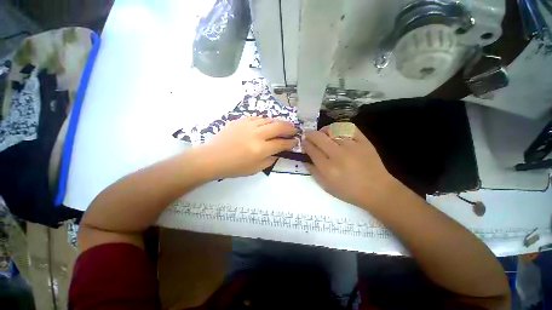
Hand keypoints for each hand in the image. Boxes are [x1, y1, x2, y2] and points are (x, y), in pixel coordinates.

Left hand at [196, 117, 297, 178]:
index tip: (296, 140)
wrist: (213, 157)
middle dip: (289, 127)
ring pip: (268, 120)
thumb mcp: (255, 169)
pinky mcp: (240, 121)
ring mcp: (248, 125)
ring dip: (278, 122)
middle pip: (278, 127)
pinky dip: (265, 121)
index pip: (281, 143)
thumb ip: (270, 160)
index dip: (291, 142)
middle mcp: (257, 134)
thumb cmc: (234, 167)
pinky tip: (266, 124)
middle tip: (294, 129)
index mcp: (261, 149)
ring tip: (282, 125)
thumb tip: (278, 152)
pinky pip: (257, 118)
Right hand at [303, 124, 400, 209]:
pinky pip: (350, 128)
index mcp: (328, 168)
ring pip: (333, 130)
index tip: (304, 142)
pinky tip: (337, 131)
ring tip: (323, 133)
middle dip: (310, 134)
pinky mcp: (364, 142)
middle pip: (319, 138)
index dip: (305, 144)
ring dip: (324, 130)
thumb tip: (305, 159)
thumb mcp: (327, 186)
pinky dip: (341, 127)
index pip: (312, 150)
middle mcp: (338, 155)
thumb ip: (314, 172)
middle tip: (308, 134)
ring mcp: (352, 146)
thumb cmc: (349, 191)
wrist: (377, 190)